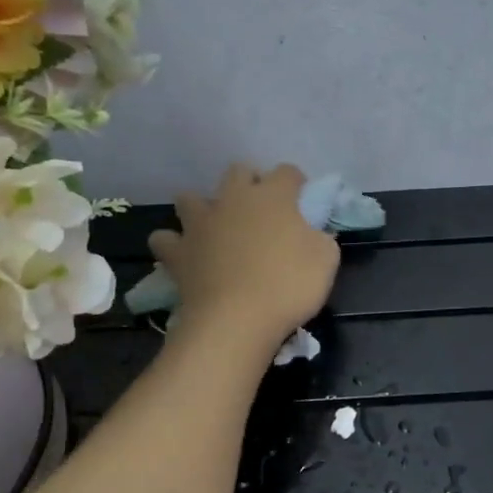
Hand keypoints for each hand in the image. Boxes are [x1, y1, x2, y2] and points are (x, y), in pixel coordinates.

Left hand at [148, 163, 339, 349]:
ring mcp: (200, 223)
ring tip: (215, 229)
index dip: (296, 184)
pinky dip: (173, 244)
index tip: (302, 203)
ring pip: (191, 198)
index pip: (287, 172)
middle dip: (250, 184)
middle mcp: (233, 199)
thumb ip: (321, 238)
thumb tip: (313, 233)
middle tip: (261, 213)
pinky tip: (184, 254)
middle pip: (238, 172)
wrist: (236, 320)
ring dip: (202, 207)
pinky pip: (165, 239)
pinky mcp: (177, 251)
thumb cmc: (288, 286)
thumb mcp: (326, 260)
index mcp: (273, 196)